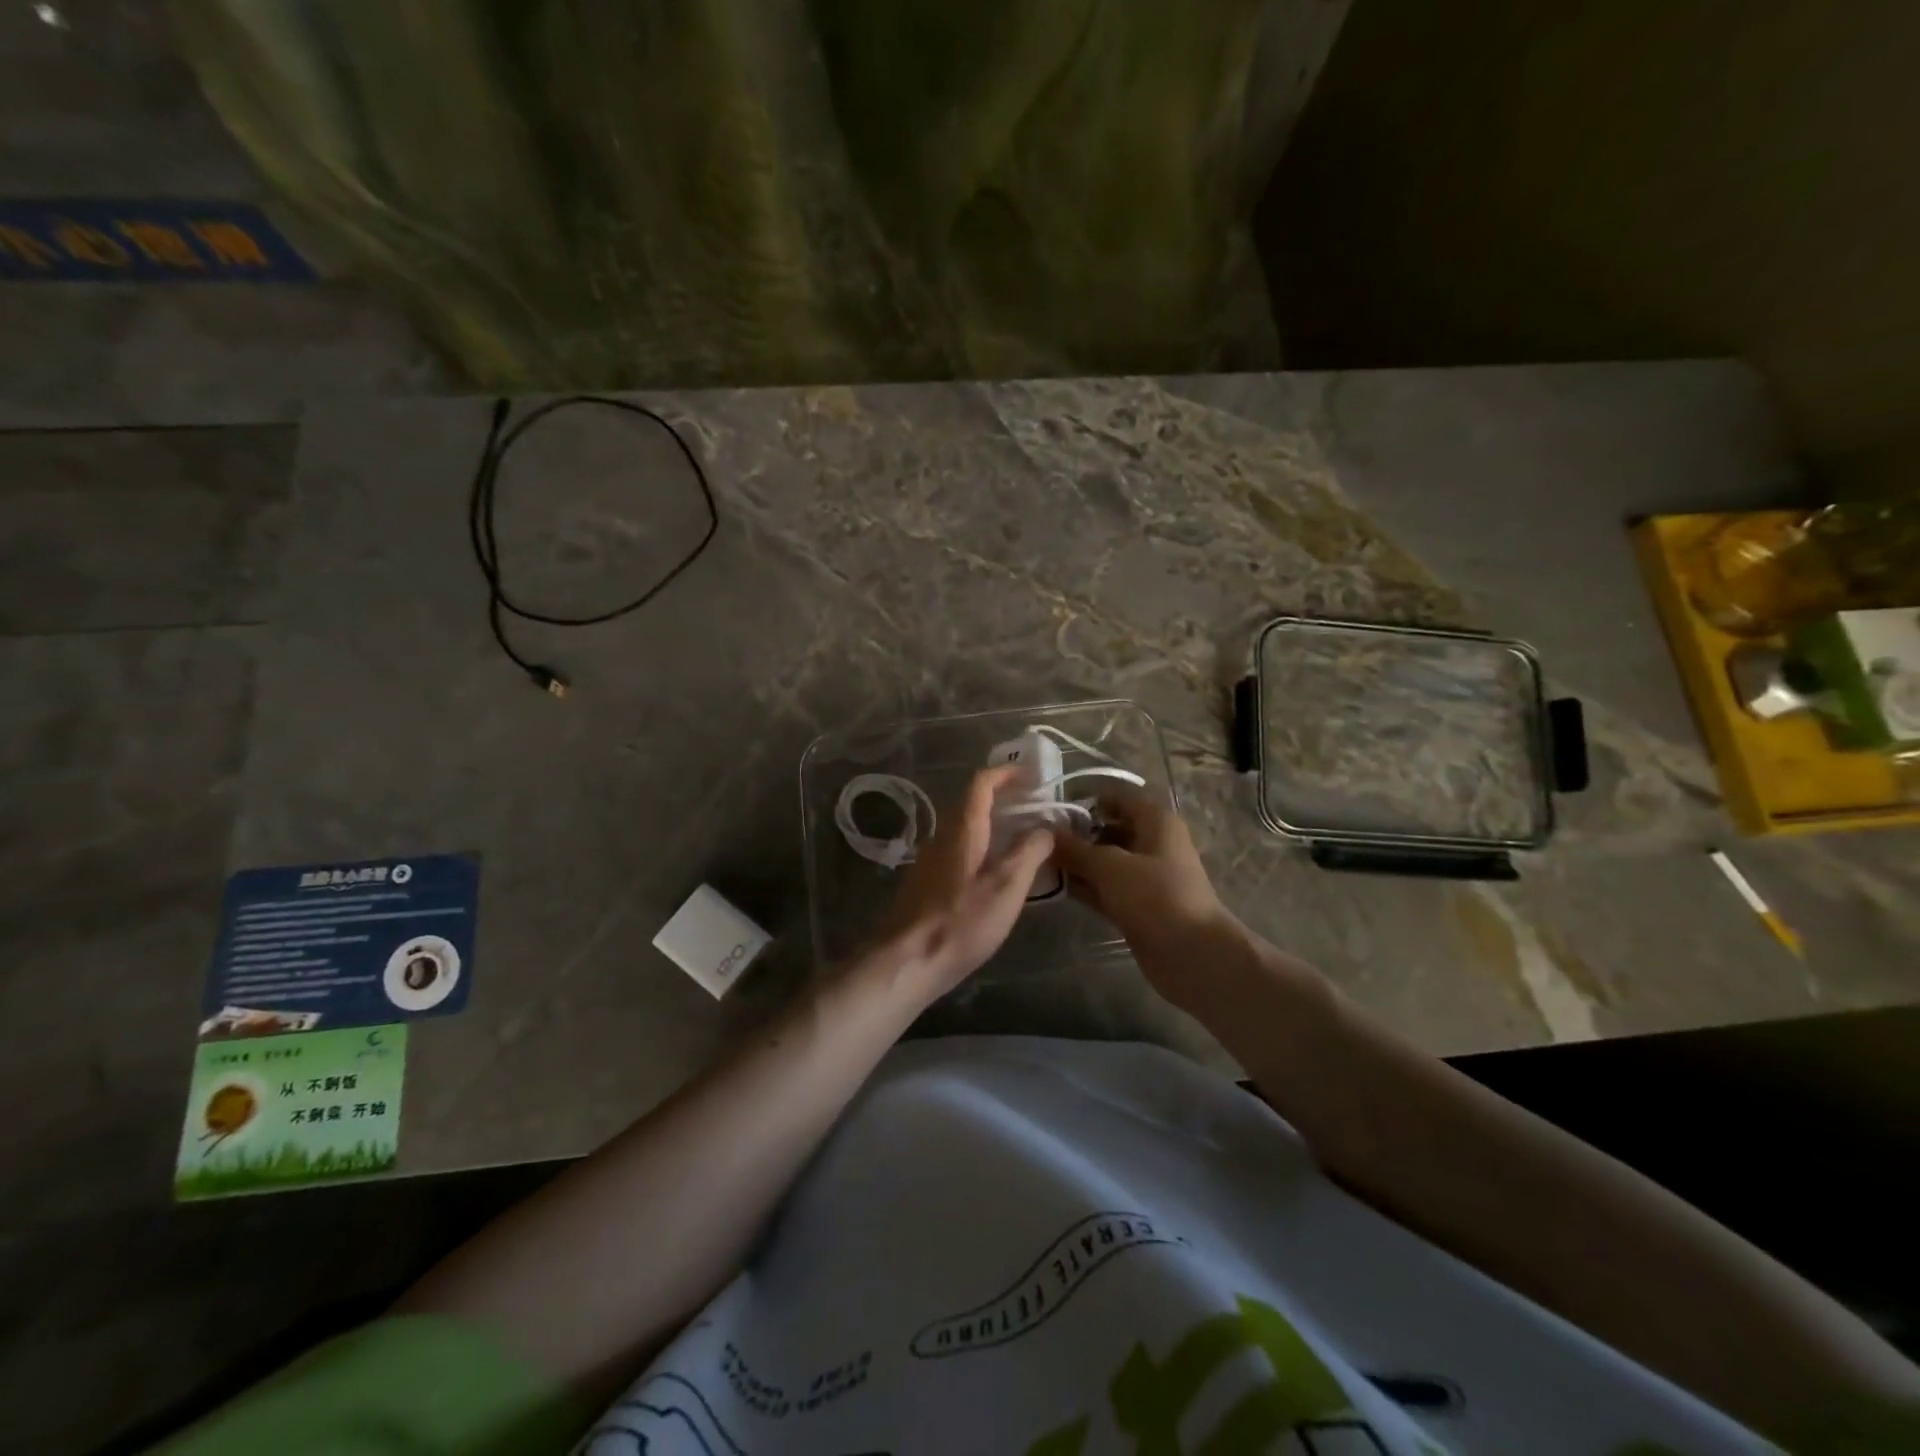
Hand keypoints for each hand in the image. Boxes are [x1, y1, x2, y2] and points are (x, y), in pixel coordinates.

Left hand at [876, 766, 1053, 999]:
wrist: (907, 962)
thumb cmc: (960, 921)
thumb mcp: (1006, 886)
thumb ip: (1029, 852)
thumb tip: (1045, 828)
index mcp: (962, 828)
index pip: (982, 783)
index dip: (1007, 773)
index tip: (1033, 776)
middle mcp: (941, 836)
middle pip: (971, 803)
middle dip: (1003, 798)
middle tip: (1034, 808)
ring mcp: (929, 860)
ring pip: (964, 829)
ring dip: (992, 825)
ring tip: (1022, 840)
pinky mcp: (925, 884)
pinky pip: (958, 851)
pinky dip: (981, 848)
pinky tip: (995, 873)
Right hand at [1050, 793, 1239, 1003]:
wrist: (1192, 955)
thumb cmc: (1155, 897)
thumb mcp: (1110, 866)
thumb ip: (1076, 848)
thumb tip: (1046, 832)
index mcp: (1156, 821)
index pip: (1117, 797)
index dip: (1086, 800)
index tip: (1051, 810)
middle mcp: (1153, 843)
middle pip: (1109, 829)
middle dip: (1076, 834)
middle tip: (1038, 841)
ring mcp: (1146, 877)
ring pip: (1105, 861)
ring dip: (1078, 863)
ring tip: (1039, 863)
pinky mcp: (1138, 905)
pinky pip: (1106, 888)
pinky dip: (1085, 887)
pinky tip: (1055, 888)